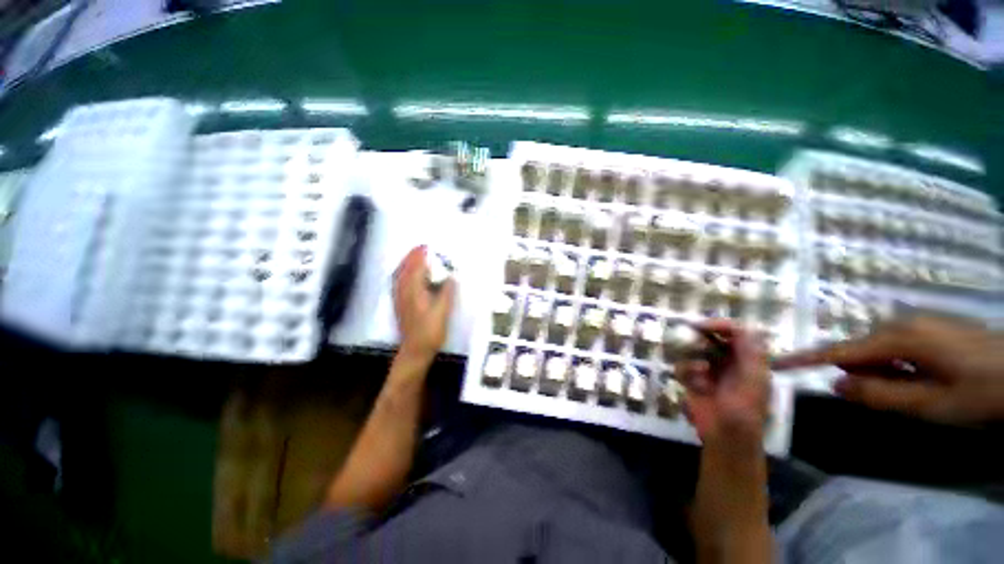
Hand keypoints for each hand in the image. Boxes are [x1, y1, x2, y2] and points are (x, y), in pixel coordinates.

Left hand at [393, 246, 455, 362]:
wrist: (415, 350)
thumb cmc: (431, 331)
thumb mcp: (443, 311)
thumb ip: (447, 292)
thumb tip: (451, 276)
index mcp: (414, 291)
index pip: (416, 268)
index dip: (421, 256)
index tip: (427, 246)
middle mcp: (403, 292)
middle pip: (405, 269)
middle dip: (411, 257)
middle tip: (420, 248)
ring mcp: (399, 299)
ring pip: (399, 276)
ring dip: (406, 264)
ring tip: (413, 257)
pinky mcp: (399, 305)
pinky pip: (397, 283)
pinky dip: (402, 274)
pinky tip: (406, 275)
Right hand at [677, 320, 771, 444]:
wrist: (726, 437)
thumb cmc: (746, 411)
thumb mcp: (755, 382)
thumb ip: (752, 354)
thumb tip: (744, 327)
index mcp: (747, 360)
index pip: (736, 333)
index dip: (722, 325)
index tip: (705, 325)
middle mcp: (726, 361)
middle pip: (711, 337)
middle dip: (701, 336)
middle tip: (691, 335)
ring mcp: (707, 370)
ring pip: (692, 349)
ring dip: (693, 355)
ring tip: (699, 369)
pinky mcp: (691, 379)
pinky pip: (682, 366)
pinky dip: (686, 371)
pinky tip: (695, 383)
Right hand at [775, 316, 1003, 425]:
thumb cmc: (982, 392)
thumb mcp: (931, 405)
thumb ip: (880, 395)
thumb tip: (836, 386)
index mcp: (897, 338)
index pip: (837, 352)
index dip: (805, 359)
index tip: (775, 363)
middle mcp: (900, 323)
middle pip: (859, 352)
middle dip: (863, 375)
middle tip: (896, 399)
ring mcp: (917, 322)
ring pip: (879, 351)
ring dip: (885, 373)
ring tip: (919, 390)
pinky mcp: (929, 327)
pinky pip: (898, 347)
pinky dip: (900, 366)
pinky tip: (928, 377)